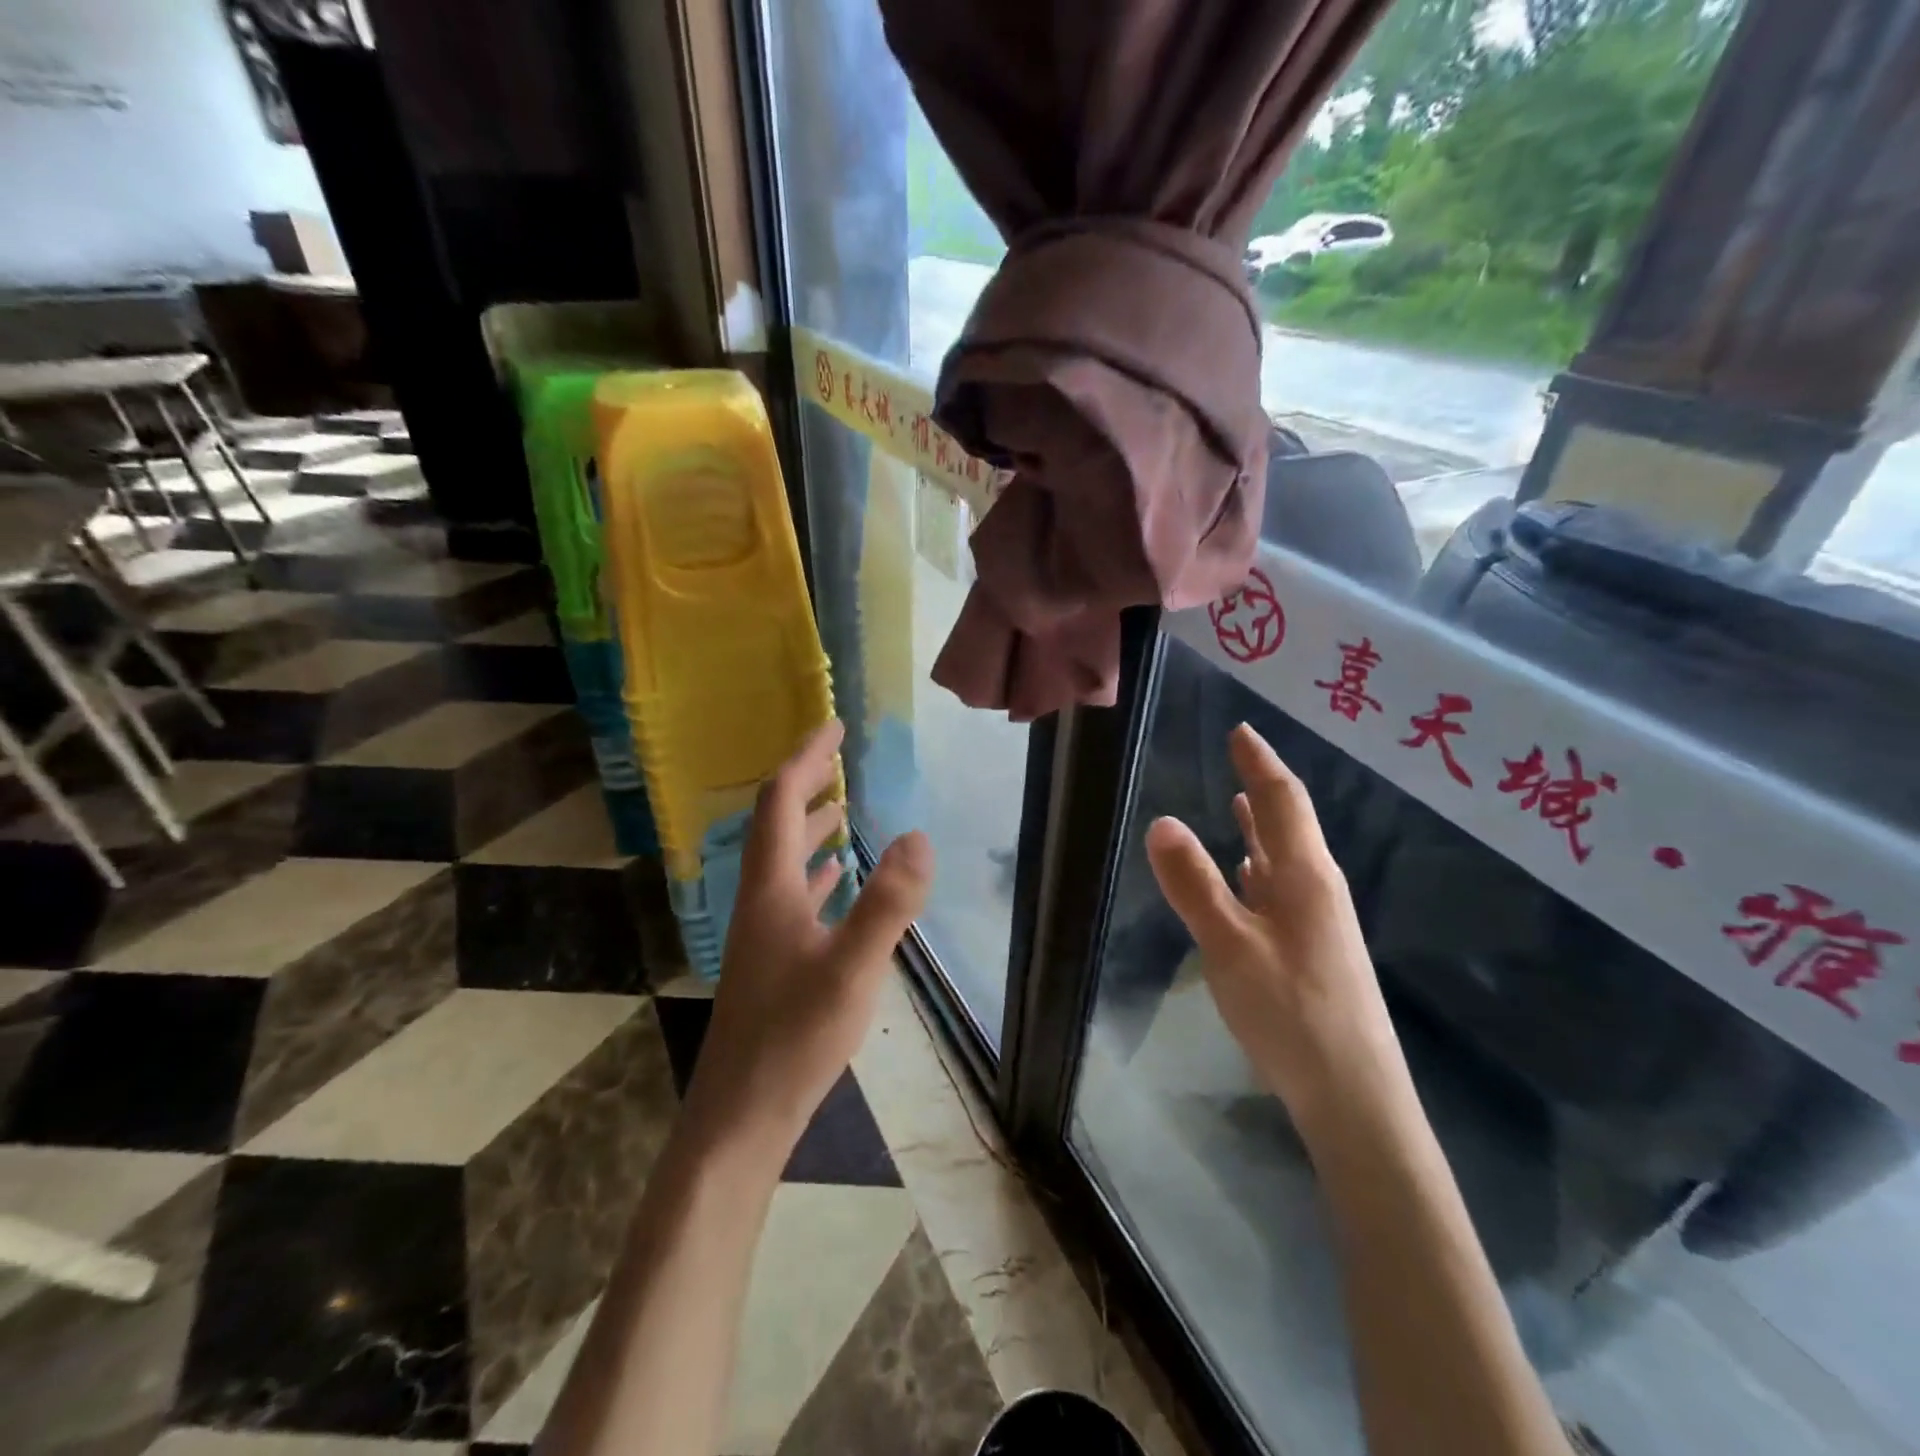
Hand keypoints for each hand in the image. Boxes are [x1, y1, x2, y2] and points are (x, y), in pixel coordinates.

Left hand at [681, 720, 933, 1157]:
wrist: (742, 1115)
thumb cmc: (794, 1038)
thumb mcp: (852, 968)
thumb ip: (887, 903)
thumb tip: (918, 836)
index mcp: (771, 889)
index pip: (781, 801)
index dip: (806, 758)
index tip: (834, 726)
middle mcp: (760, 901)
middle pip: (776, 825)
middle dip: (807, 785)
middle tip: (839, 758)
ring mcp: (763, 934)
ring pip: (784, 862)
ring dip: (809, 829)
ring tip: (839, 811)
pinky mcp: (774, 962)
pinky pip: (794, 897)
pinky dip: (815, 874)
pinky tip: (834, 882)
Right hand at [1145, 723, 1409, 1136]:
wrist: (1355, 1097)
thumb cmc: (1292, 1013)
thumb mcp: (1230, 946)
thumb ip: (1195, 884)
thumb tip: (1162, 820)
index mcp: (1305, 876)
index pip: (1282, 800)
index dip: (1260, 762)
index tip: (1240, 730)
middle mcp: (1318, 888)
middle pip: (1290, 823)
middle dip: (1264, 785)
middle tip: (1238, 756)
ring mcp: (1318, 922)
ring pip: (1286, 857)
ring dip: (1263, 826)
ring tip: (1241, 801)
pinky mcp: (1312, 951)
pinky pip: (1282, 889)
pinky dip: (1261, 867)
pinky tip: (1248, 875)